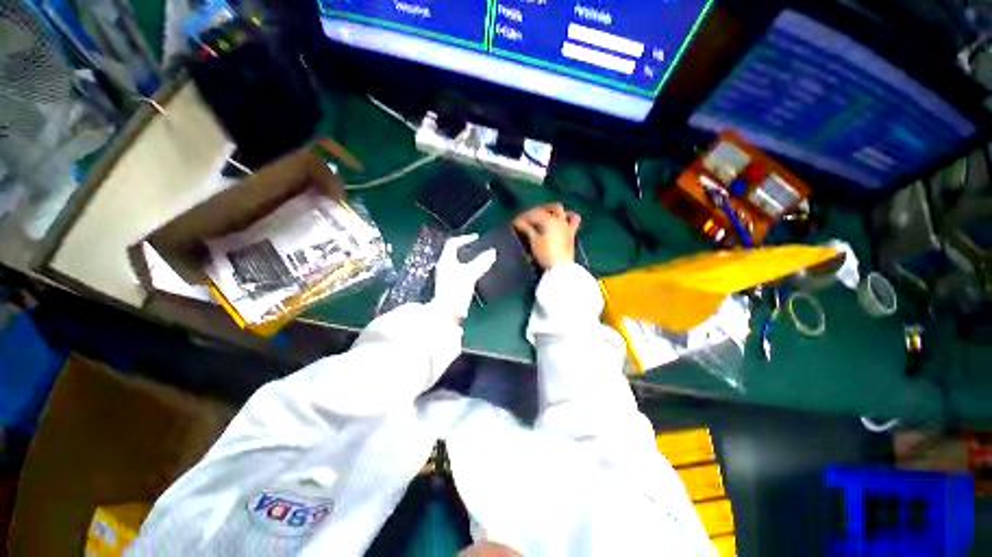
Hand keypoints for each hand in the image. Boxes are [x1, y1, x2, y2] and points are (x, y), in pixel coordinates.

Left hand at [432, 234, 496, 321]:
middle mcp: (444, 266)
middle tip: (480, 248)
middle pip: (455, 253)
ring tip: (482, 259)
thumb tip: (492, 252)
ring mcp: (447, 277)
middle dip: (468, 249)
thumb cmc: (456, 290)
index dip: (464, 239)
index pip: (453, 243)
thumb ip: (481, 262)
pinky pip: (461, 272)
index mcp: (446, 260)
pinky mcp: (452, 286)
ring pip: (458, 263)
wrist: (447, 313)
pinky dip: (470, 269)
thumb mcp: (470, 275)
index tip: (476, 238)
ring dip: (469, 259)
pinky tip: (478, 274)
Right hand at [512, 204, 580, 269]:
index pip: (535, 214)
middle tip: (531, 217)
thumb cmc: (545, 253)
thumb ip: (526, 229)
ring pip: (565, 212)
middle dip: (540, 210)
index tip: (515, 222)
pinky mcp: (572, 235)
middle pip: (552, 208)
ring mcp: (568, 227)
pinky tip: (563, 222)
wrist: (560, 268)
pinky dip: (568, 218)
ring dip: (556, 212)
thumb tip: (517, 222)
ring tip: (549, 216)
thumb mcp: (534, 241)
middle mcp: (560, 220)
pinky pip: (573, 222)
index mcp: (549, 220)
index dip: (524, 217)